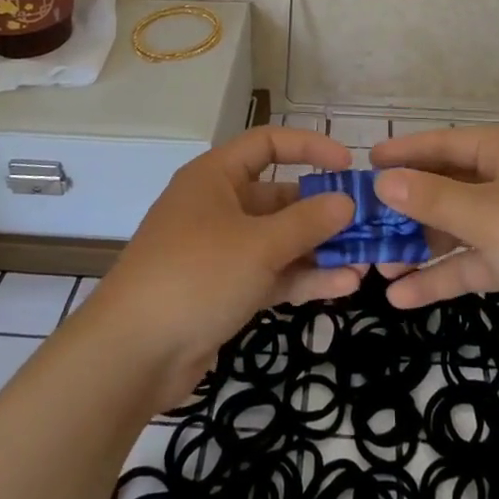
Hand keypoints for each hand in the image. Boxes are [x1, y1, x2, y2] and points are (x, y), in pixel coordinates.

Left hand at [84, 126, 361, 403]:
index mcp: (215, 177)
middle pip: (278, 197)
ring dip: (319, 249)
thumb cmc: (196, 276)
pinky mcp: (224, 291)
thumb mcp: (259, 245)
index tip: (347, 165)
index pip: (267, 143)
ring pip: (278, 240)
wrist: (132, 354)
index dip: (308, 147)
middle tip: (366, 224)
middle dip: (322, 210)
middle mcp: (218, 206)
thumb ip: (308, 222)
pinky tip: (344, 287)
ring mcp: (220, 251)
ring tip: (366, 260)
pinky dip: (302, 278)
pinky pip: (270, 274)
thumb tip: (346, 201)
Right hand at [370, 125, 498, 367]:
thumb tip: (382, 181)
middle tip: (361, 223)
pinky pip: (474, 262)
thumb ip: (432, 199)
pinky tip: (402, 297)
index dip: (404, 153)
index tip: (364, 164)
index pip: (444, 144)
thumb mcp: (489, 216)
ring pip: (458, 227)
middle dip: (407, 207)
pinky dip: (443, 277)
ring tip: (374, 264)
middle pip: (448, 186)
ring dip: (421, 245)